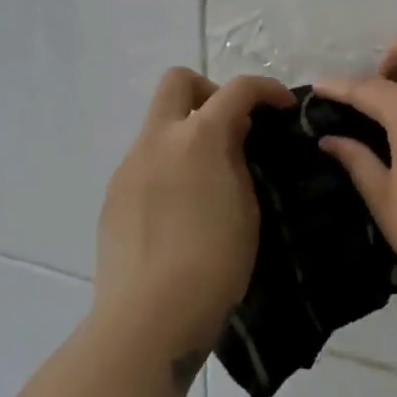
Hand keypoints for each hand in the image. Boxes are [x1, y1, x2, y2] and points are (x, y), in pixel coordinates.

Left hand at [94, 68, 294, 379]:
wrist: (151, 315)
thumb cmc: (215, 262)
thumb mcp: (247, 207)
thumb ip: (238, 161)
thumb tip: (231, 137)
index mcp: (199, 138)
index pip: (237, 89)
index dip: (266, 89)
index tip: (282, 107)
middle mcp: (158, 140)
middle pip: (178, 81)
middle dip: (210, 92)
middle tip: (231, 127)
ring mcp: (129, 166)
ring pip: (158, 123)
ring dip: (186, 132)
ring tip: (208, 176)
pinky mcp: (113, 194)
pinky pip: (144, 160)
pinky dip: (168, 164)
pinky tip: (180, 207)